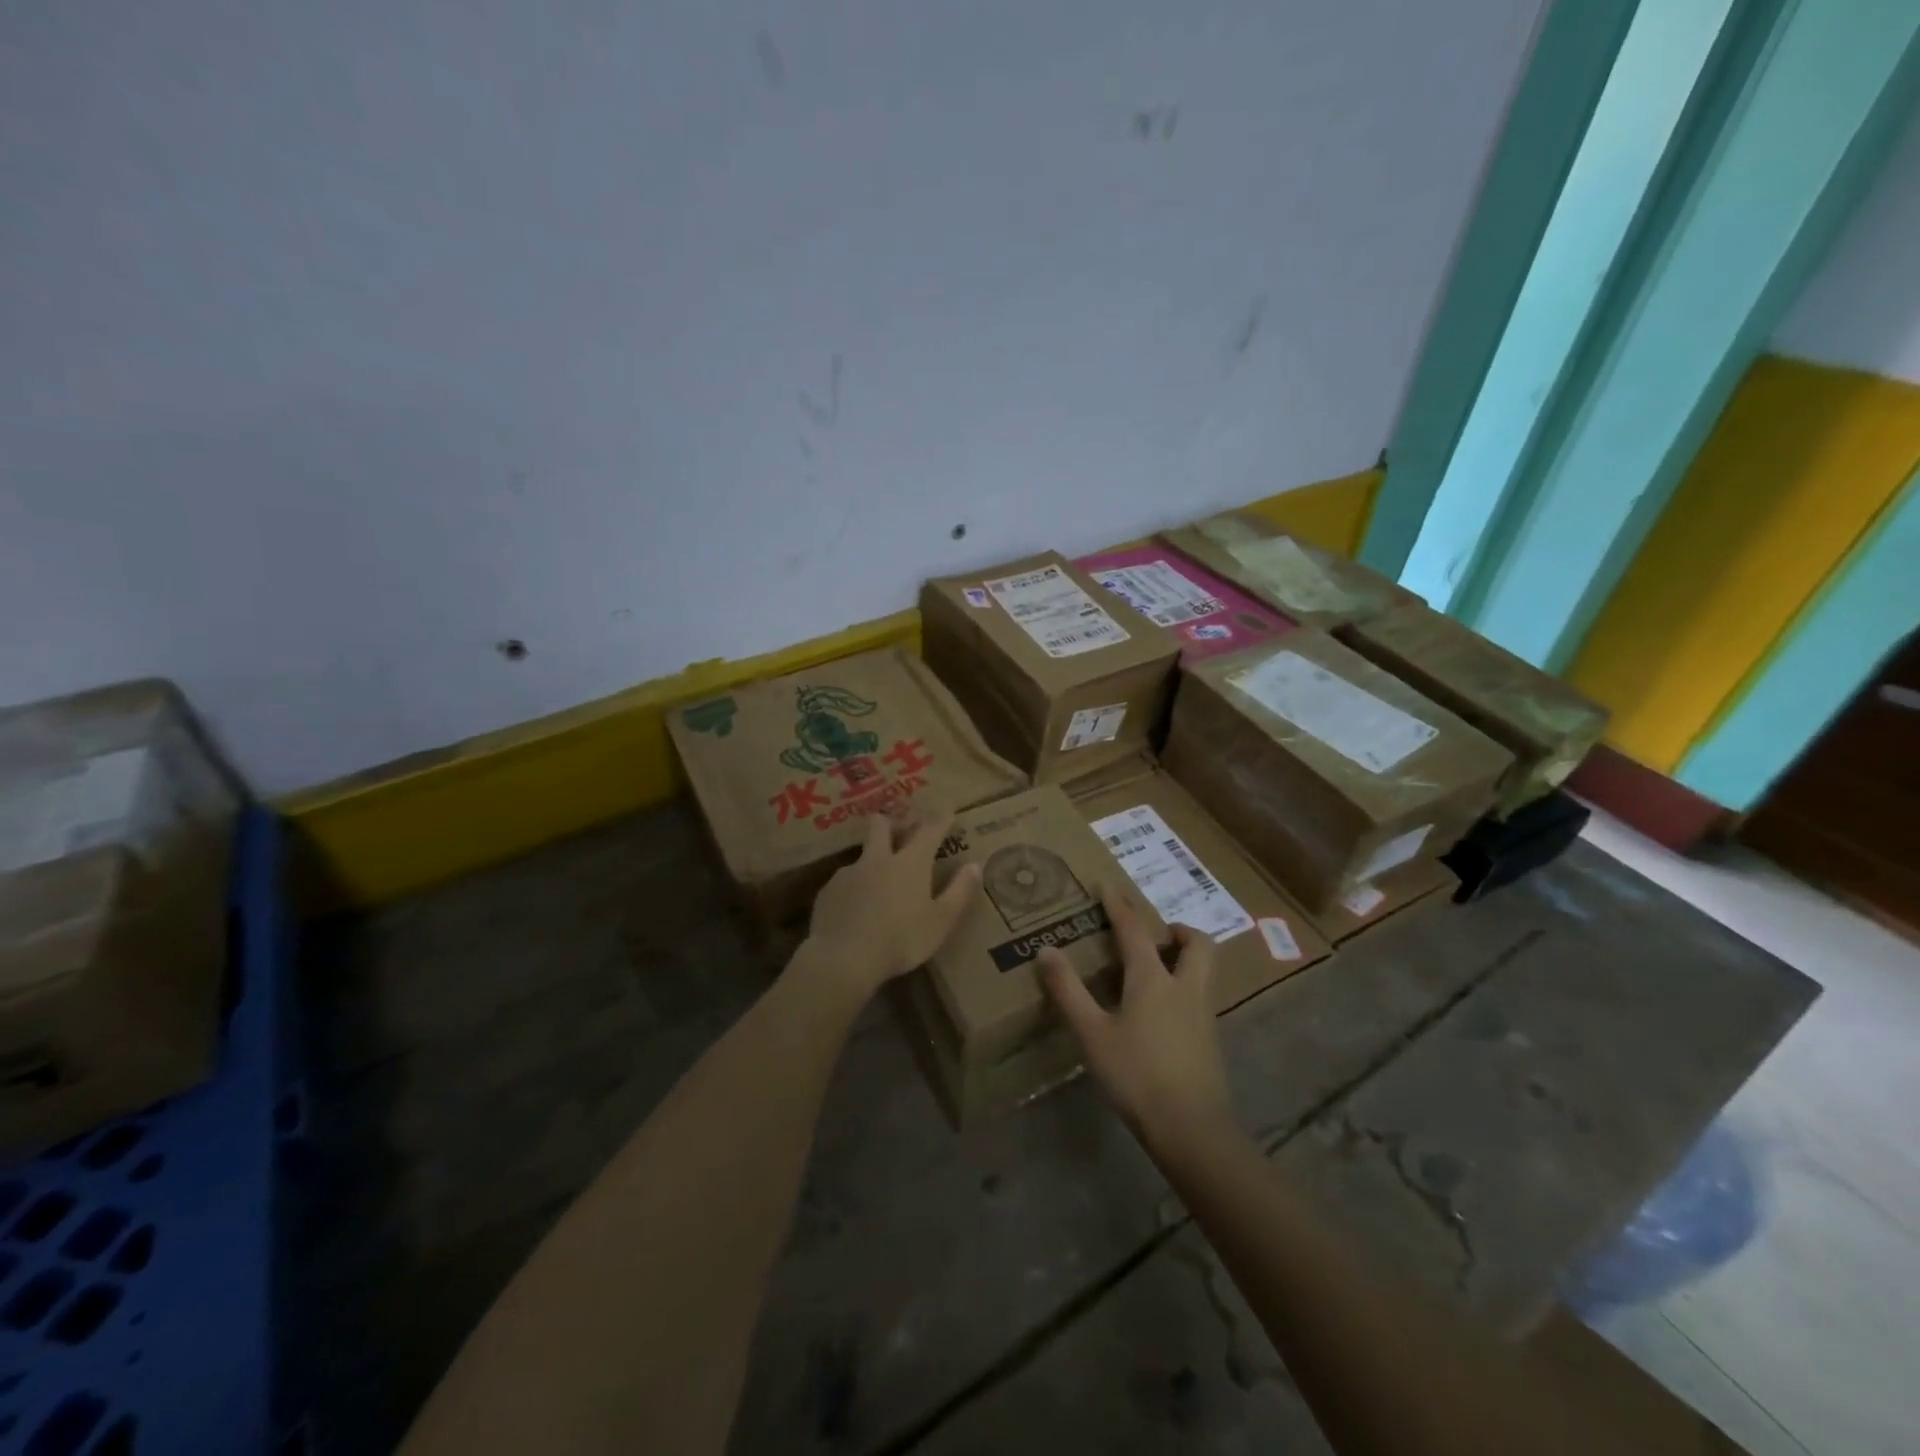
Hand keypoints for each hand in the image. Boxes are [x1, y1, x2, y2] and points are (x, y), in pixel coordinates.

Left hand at [802, 810, 981, 999]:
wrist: (843, 958)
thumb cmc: (901, 940)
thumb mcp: (941, 921)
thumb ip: (959, 891)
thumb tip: (974, 866)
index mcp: (910, 862)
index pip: (929, 831)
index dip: (940, 820)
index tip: (948, 811)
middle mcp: (878, 859)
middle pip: (881, 826)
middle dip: (891, 822)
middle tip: (899, 828)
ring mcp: (849, 873)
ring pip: (862, 854)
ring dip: (872, 859)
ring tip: (877, 878)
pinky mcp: (828, 891)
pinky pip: (844, 880)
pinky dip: (854, 886)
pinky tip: (855, 906)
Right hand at [1040, 885, 1235, 1150]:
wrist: (1192, 1130)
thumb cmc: (1137, 1075)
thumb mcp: (1092, 1034)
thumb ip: (1069, 991)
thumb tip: (1046, 950)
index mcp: (1153, 979)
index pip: (1135, 930)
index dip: (1119, 905)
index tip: (1107, 885)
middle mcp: (1185, 987)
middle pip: (1197, 944)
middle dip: (1178, 930)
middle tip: (1155, 934)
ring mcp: (1203, 1014)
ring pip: (1204, 970)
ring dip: (1185, 957)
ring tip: (1155, 968)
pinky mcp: (1210, 1040)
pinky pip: (1200, 996)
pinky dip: (1184, 987)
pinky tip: (1161, 1011)